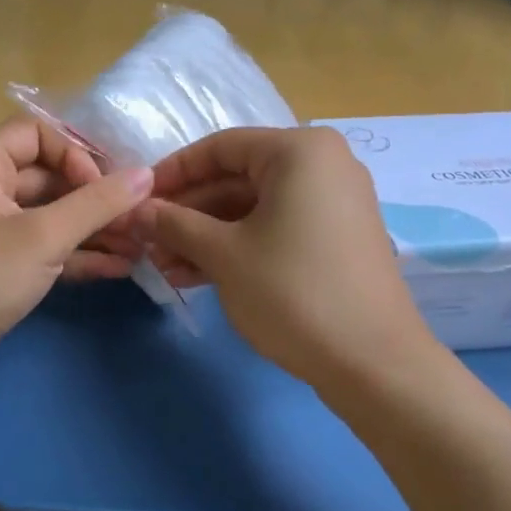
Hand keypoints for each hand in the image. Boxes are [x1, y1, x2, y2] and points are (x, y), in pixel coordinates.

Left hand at [0, 116, 153, 396]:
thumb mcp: (42, 238)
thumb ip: (96, 204)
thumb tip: (147, 174)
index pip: (39, 135)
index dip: (78, 157)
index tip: (105, 192)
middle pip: (47, 176)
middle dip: (94, 199)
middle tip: (138, 222)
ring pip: (47, 214)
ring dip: (90, 230)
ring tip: (137, 247)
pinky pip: (38, 244)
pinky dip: (71, 254)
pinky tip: (116, 268)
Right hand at [141, 127, 429, 388]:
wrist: (374, 363)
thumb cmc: (293, 292)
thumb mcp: (224, 255)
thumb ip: (174, 224)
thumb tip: (136, 210)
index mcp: (299, 151)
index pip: (220, 147)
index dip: (173, 172)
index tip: (137, 199)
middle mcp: (322, 164)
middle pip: (237, 178)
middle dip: (188, 213)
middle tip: (147, 241)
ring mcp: (333, 203)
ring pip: (254, 208)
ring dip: (206, 235)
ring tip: (165, 267)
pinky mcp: (336, 238)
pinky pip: (276, 227)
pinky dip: (238, 246)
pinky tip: (198, 275)